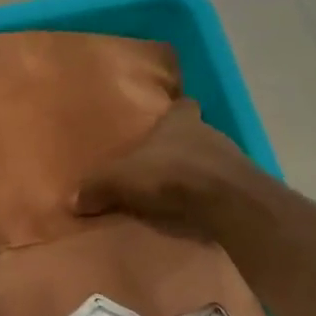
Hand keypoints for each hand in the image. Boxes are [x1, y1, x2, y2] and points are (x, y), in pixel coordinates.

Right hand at [75, 100, 259, 233]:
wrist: (227, 202)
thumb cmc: (171, 175)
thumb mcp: (122, 180)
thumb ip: (97, 187)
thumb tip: (72, 199)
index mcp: (181, 121)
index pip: (183, 105)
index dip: (175, 111)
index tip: (165, 120)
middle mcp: (209, 132)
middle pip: (195, 133)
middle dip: (179, 147)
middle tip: (159, 164)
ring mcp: (231, 159)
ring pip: (210, 160)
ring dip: (195, 173)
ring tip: (174, 192)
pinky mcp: (243, 187)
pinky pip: (221, 187)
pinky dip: (209, 196)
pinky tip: (194, 210)